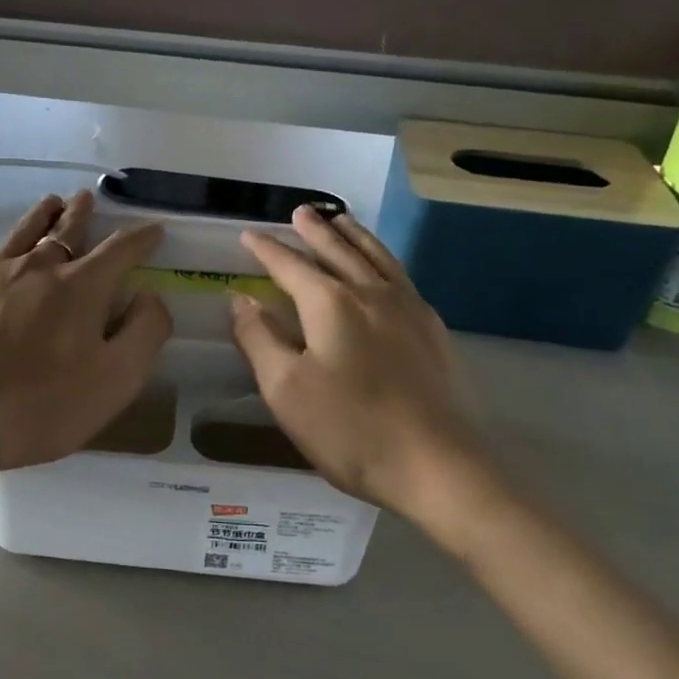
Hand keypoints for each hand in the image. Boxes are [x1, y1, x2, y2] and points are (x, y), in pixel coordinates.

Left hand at [0, 191, 171, 469]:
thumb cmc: (47, 403)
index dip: (141, 238)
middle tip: (88, 197)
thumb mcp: (118, 379)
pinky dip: (10, 251)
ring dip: (44, 216)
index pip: (120, 249)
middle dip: (83, 213)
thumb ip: (145, 331)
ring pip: (25, 232)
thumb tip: (149, 295)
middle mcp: (38, 267)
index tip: (153, 229)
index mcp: (81, 286)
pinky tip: (6, 263)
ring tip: (51, 204)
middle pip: (66, 229)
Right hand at [229, 206, 490, 518]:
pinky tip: (384, 269)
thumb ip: (259, 339)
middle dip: (314, 231)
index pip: (291, 266)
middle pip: (338, 251)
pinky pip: (401, 277)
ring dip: (354, 236)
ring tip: (341, 220)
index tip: (248, 235)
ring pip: (376, 258)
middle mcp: (371, 294)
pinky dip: (383, 260)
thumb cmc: (350, 430)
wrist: (437, 466)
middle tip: (300, 212)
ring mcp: (408, 310)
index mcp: (330, 304)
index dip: (267, 250)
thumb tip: (241, 299)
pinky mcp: (432, 331)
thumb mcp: (286, 390)